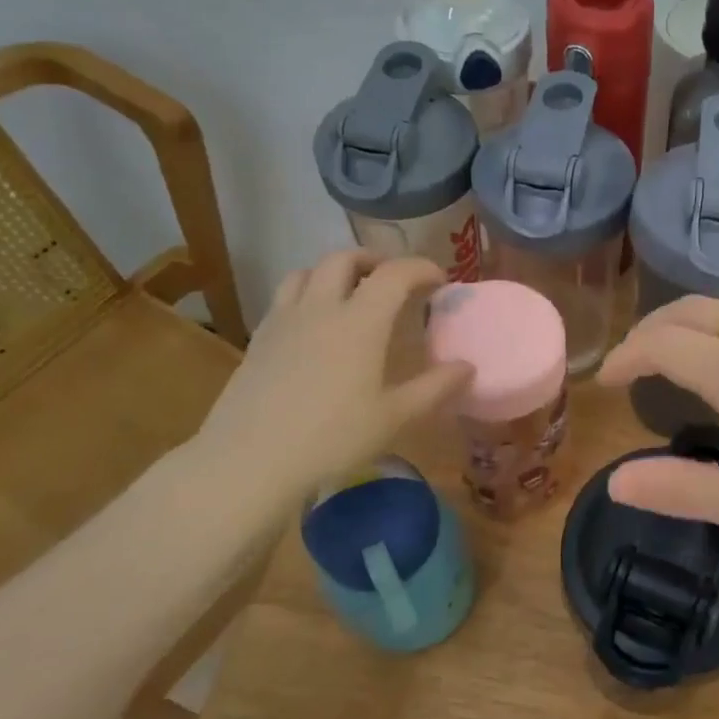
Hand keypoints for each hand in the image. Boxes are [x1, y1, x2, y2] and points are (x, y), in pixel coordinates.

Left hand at [190, 250, 471, 522]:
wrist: (250, 459)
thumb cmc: (332, 438)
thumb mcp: (394, 417)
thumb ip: (435, 388)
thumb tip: (467, 367)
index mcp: (360, 321)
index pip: (395, 273)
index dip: (421, 268)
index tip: (440, 280)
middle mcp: (321, 308)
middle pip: (345, 259)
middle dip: (375, 261)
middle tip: (393, 281)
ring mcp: (284, 320)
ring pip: (308, 271)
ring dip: (335, 271)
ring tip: (351, 293)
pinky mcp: (259, 338)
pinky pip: (285, 297)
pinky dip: (308, 293)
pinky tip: (314, 325)